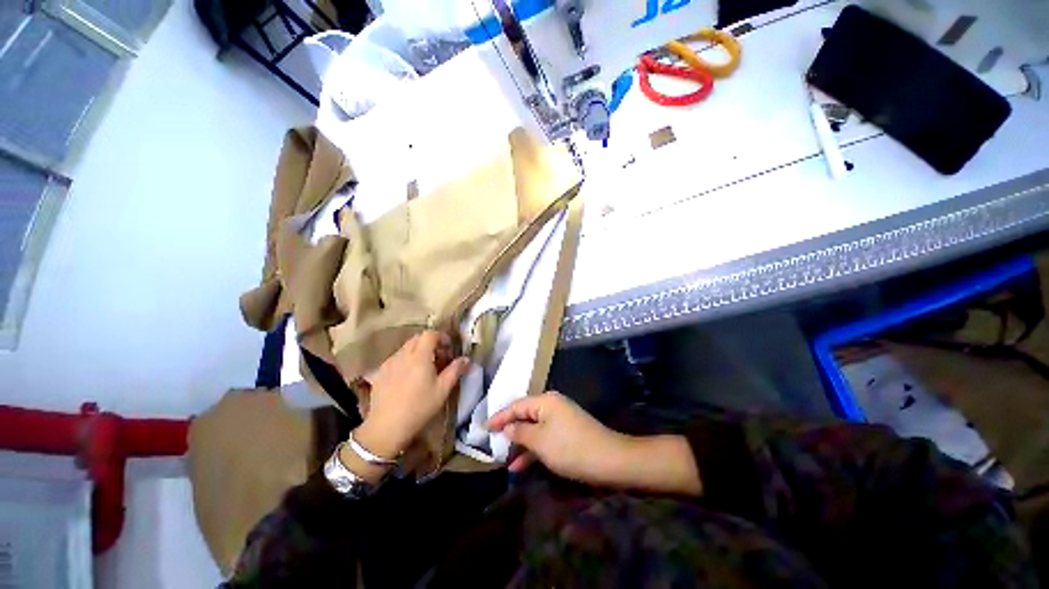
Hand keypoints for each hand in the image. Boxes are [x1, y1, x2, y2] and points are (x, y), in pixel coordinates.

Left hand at [354, 331, 469, 459]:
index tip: (449, 347)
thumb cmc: (419, 407)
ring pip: (406, 348)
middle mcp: (402, 355)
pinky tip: (409, 378)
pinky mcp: (379, 373)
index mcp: (419, 356)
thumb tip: (466, 359)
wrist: (386, 427)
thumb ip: (455, 370)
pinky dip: (406, 361)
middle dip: (431, 343)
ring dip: (418, 352)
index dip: (442, 336)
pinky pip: (396, 359)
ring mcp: (388, 363)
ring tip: (425, 369)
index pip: (430, 334)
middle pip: (417, 339)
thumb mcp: (442, 390)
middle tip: (440, 357)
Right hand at [488, 391, 701, 495]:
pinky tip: (521, 465)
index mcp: (545, 401)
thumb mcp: (539, 441)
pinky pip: (544, 437)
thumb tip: (506, 427)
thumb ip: (519, 432)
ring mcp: (560, 418)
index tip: (484, 427)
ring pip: (534, 428)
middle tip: (491, 441)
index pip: (516, 405)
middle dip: (509, 430)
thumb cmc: (570, 447)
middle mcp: (552, 405)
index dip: (499, 417)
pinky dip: (533, 449)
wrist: (609, 459)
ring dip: (520, 443)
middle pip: (524, 415)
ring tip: (503, 459)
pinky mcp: (567, 432)